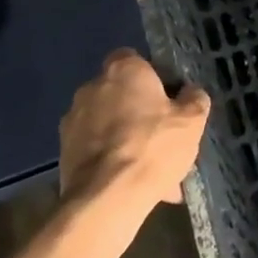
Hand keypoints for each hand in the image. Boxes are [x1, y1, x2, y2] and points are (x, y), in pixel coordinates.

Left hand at [59, 50, 210, 208]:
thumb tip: (190, 93)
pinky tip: (132, 185)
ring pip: (108, 125)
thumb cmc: (153, 147)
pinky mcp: (63, 152)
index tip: (168, 100)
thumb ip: (194, 99)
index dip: (152, 77)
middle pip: (121, 94)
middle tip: (162, 138)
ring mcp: (73, 120)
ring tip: (150, 171)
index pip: (134, 59)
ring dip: (125, 139)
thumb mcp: (191, 121)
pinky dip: (111, 161)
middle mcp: (92, 87)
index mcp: (124, 70)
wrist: (106, 199)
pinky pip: (96, 150)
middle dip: (139, 113)